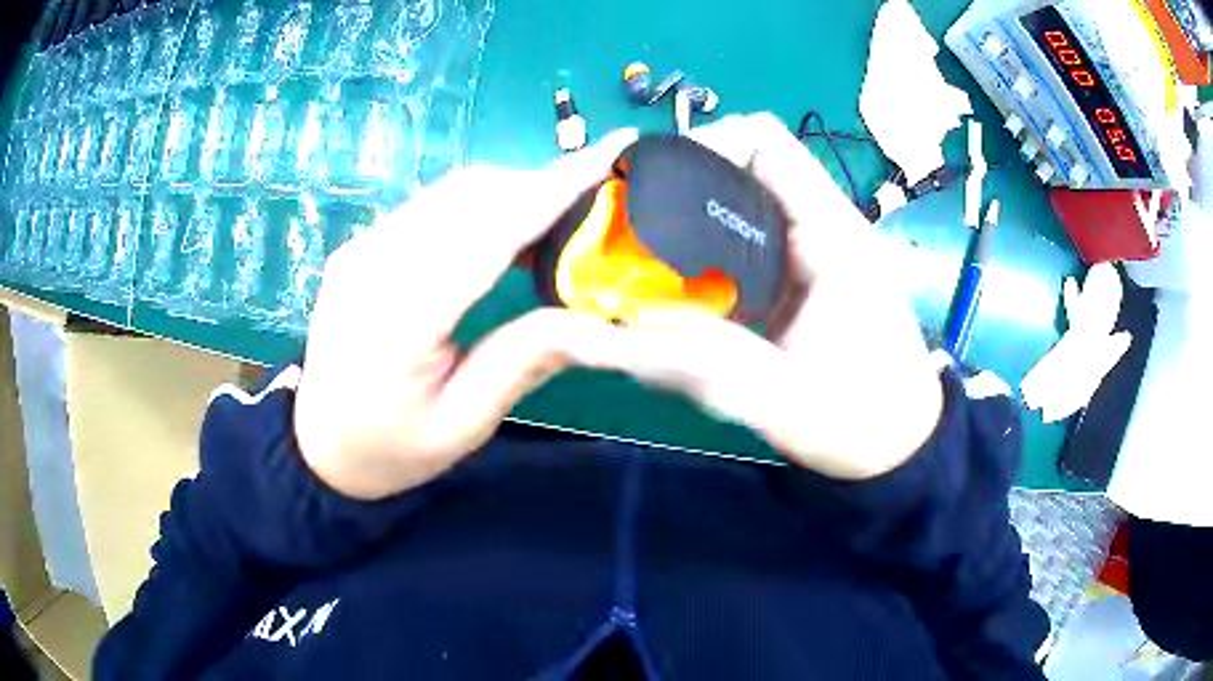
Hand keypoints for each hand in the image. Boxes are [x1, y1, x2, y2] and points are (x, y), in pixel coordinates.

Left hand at [294, 130, 637, 499]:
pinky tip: (508, 230)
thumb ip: (525, 363)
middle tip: (599, 198)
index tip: (611, 150)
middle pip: (470, 196)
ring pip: (451, 191)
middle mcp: (371, 264)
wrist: (318, 446)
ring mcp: (360, 248)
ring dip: (514, 190)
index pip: (488, 231)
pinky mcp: (361, 245)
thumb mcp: (462, 425)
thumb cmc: (390, 450)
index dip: (554, 188)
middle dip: (542, 183)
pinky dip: (481, 203)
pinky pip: (432, 205)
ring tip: (562, 216)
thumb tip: (606, 324)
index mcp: (396, 320)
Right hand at [598, 114, 944, 479]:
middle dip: (684, 182)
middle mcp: (823, 225)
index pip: (764, 141)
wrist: (900, 444)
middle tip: (629, 224)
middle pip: (746, 164)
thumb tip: (600, 337)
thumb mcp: (776, 399)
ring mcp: (816, 246)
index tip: (647, 185)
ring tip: (645, 250)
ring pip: (745, 199)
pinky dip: (712, 245)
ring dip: (695, 214)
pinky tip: (683, 281)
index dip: (702, 143)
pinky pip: (751, 234)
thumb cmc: (858, 423)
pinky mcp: (806, 270)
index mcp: (832, 234)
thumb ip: (693, 363)